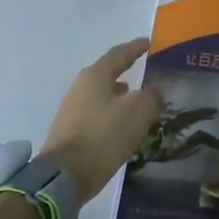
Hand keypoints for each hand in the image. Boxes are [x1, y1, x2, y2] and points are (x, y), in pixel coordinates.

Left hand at [39, 39, 163, 200]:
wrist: (64, 176)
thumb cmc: (103, 137)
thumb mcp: (137, 113)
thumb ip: (151, 95)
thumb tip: (155, 88)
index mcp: (95, 76)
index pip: (119, 54)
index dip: (136, 48)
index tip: (148, 43)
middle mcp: (80, 87)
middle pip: (107, 72)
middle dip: (126, 70)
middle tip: (144, 70)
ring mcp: (71, 108)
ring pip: (101, 93)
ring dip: (118, 93)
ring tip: (135, 97)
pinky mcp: (69, 129)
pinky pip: (96, 112)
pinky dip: (111, 111)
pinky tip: (121, 122)